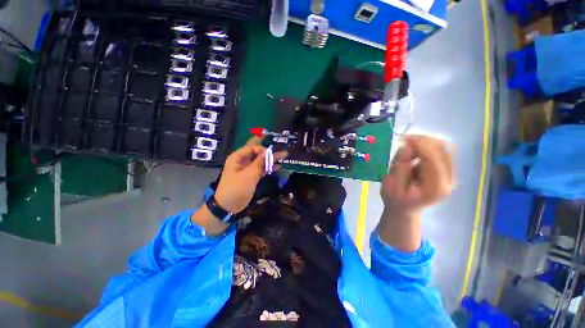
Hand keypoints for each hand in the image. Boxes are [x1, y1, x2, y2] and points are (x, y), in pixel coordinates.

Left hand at [214, 138, 286, 212]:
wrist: (228, 207)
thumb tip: (268, 152)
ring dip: (270, 161)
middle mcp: (242, 161)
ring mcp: (247, 169)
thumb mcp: (248, 175)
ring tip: (282, 159)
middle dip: (269, 154)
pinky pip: (260, 170)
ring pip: (260, 162)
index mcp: (237, 158)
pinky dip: (268, 169)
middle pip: (257, 155)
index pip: (252, 148)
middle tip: (282, 154)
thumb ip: (259, 163)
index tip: (272, 155)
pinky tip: (277, 167)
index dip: (263, 150)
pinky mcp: (251, 176)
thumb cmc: (236, 189)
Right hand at [381, 135, 453, 218]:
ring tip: (406, 146)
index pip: (433, 159)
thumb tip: (405, 146)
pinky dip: (425, 146)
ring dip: (424, 142)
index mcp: (435, 188)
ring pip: (443, 147)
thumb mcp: (391, 186)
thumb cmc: (395, 200)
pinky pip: (439, 150)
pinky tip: (413, 151)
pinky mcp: (445, 170)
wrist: (405, 209)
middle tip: (403, 140)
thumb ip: (400, 167)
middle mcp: (448, 179)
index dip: (419, 145)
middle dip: (423, 140)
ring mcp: (449, 174)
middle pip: (442, 150)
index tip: (403, 138)